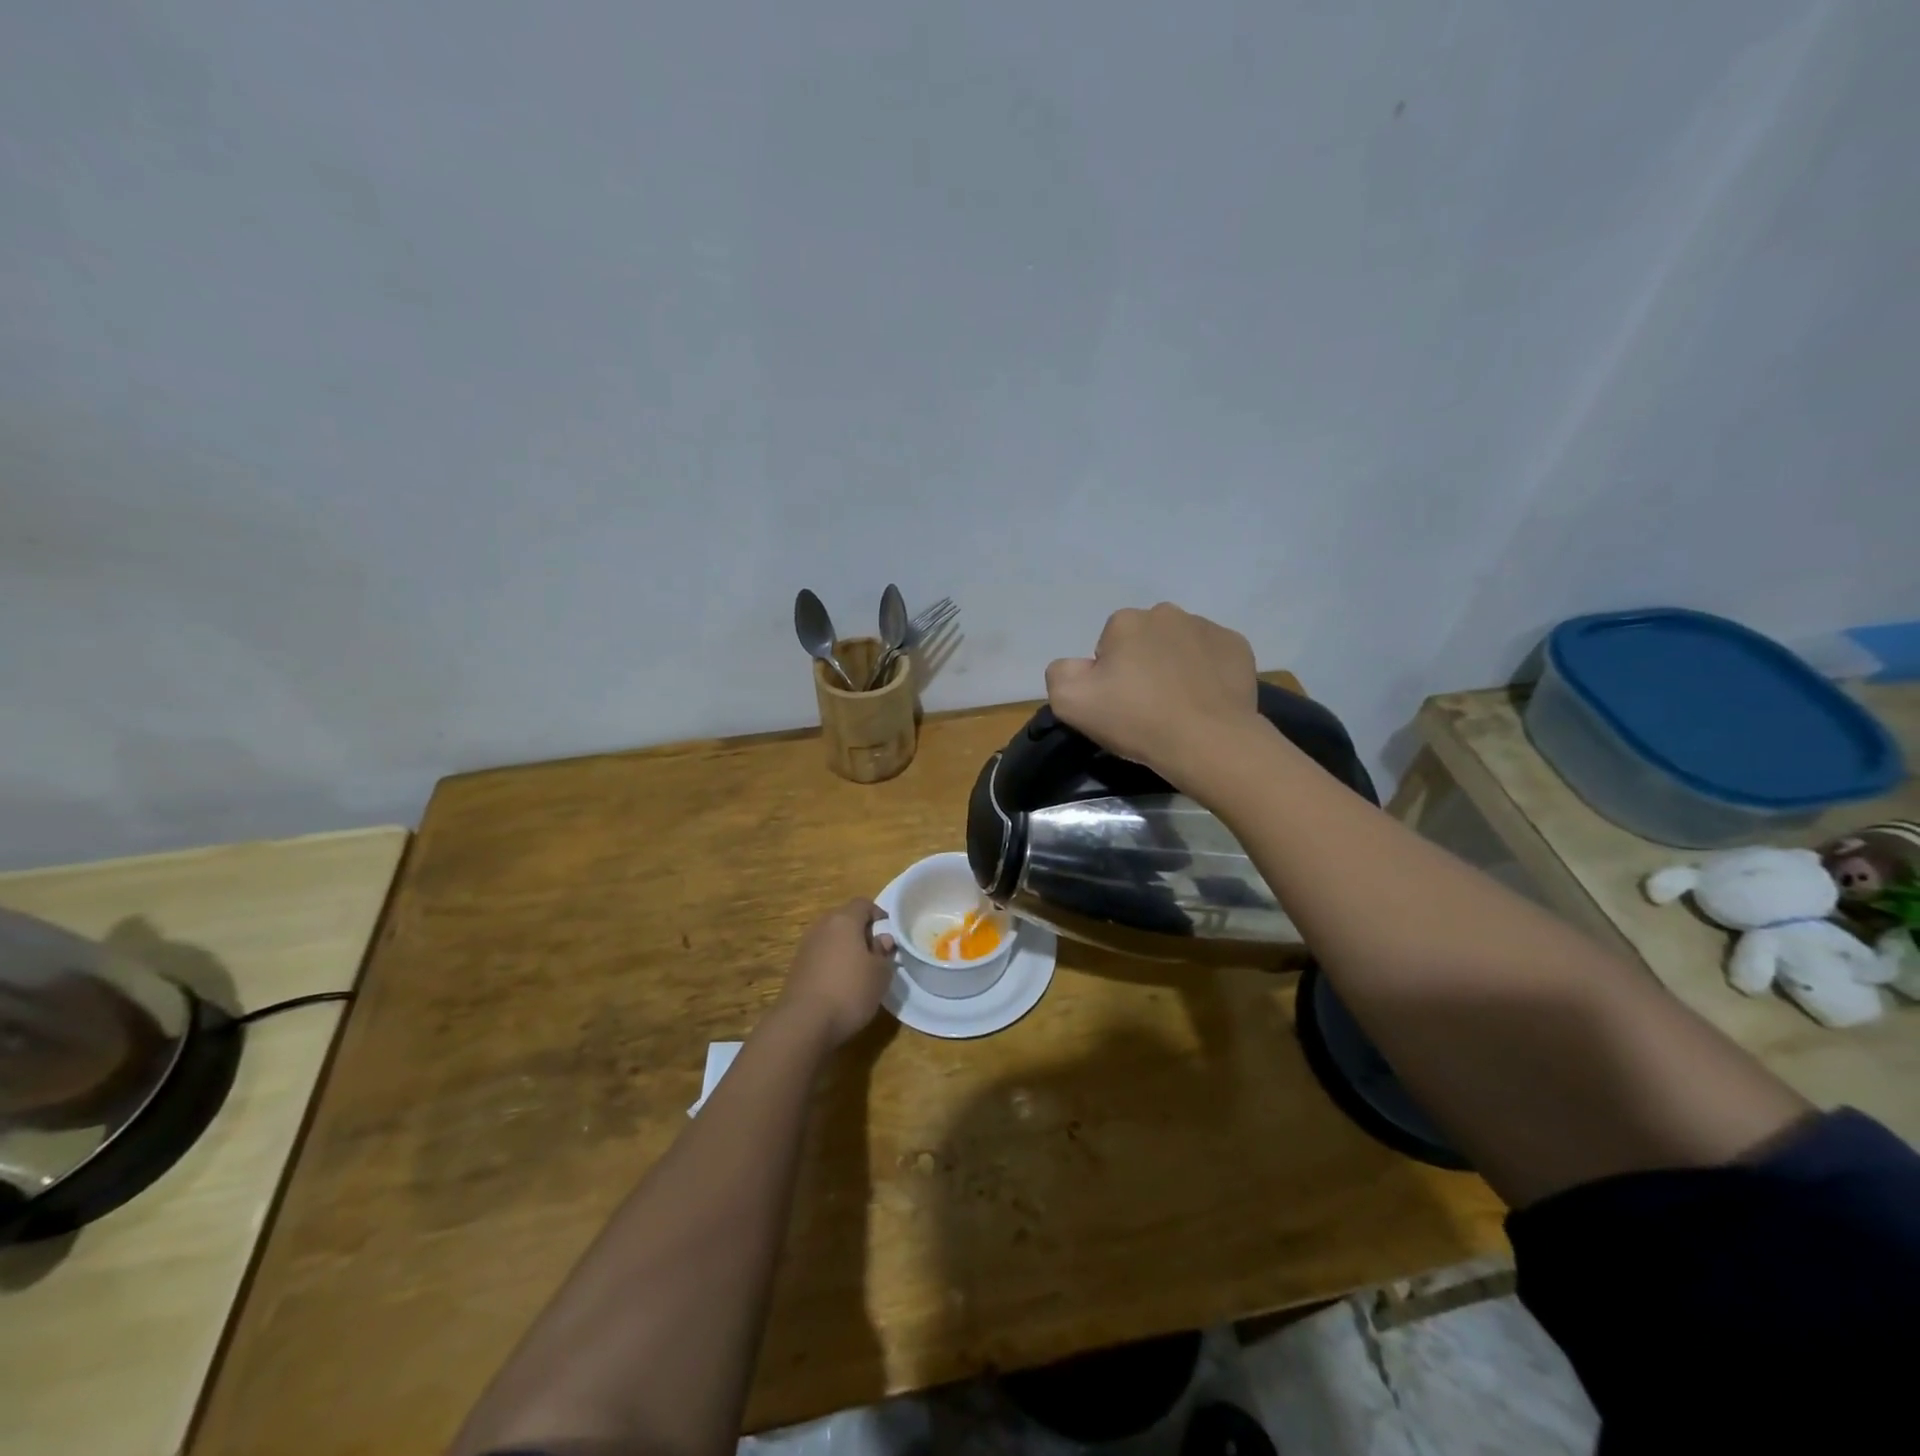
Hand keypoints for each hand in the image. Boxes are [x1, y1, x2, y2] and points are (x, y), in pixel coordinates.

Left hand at [777, 900, 897, 1047]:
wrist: (803, 1023)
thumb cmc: (850, 991)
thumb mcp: (880, 974)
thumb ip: (884, 952)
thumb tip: (882, 939)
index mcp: (844, 920)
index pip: (864, 904)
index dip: (879, 915)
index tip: (889, 934)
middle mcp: (822, 927)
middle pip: (845, 919)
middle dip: (862, 932)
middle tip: (876, 953)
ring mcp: (806, 946)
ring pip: (832, 938)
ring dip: (846, 949)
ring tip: (860, 972)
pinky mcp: (796, 967)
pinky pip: (821, 956)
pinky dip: (832, 963)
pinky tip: (840, 985)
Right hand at [1045, 603, 1261, 782]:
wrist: (1208, 742)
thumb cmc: (1136, 720)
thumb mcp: (1070, 702)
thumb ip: (1059, 673)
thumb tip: (1077, 665)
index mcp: (1125, 621)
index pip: (1108, 646)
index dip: (1109, 677)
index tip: (1119, 704)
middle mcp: (1166, 613)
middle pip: (1144, 641)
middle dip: (1143, 665)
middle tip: (1147, 706)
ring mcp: (1207, 627)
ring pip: (1179, 646)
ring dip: (1175, 667)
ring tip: (1179, 705)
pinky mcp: (1238, 647)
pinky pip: (1212, 656)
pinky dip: (1207, 673)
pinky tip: (1205, 700)